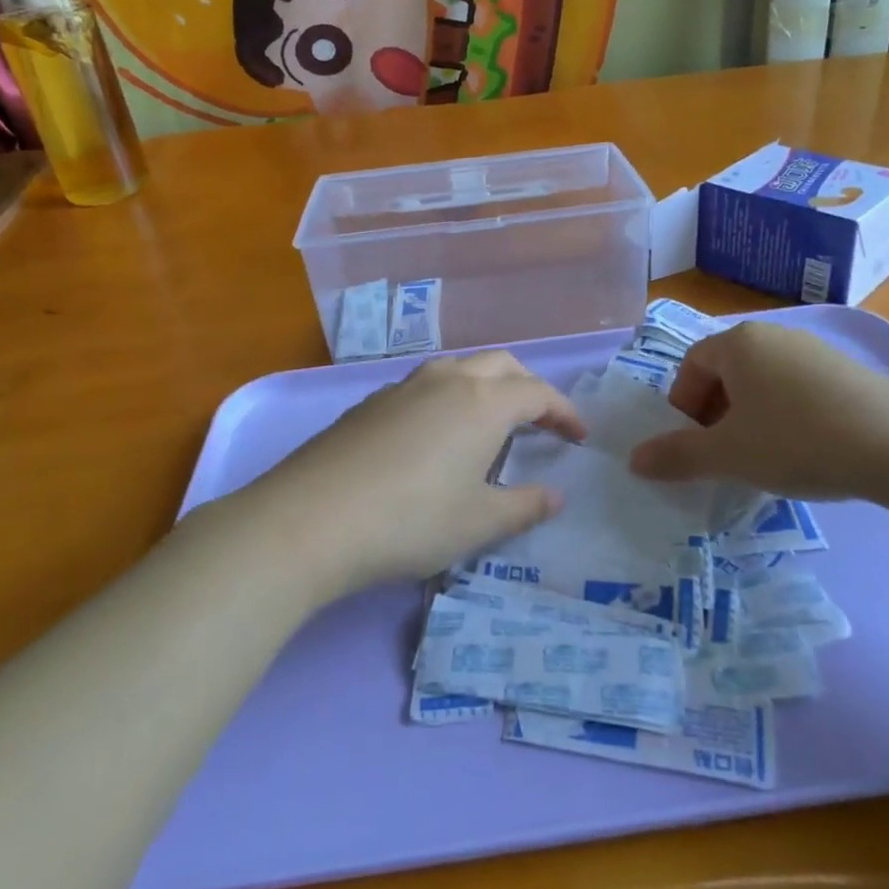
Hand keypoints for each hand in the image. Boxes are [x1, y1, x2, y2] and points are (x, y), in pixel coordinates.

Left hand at [229, 351, 584, 595]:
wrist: (310, 519)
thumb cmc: (410, 520)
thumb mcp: (478, 522)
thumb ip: (524, 506)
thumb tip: (556, 496)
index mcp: (482, 402)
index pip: (537, 392)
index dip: (564, 412)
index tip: (578, 437)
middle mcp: (445, 381)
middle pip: (500, 365)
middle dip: (528, 387)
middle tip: (539, 422)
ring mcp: (402, 388)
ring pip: (458, 370)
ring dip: (485, 388)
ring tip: (489, 426)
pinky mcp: (368, 403)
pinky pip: (424, 388)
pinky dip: (447, 400)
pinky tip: (434, 438)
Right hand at [628, 322, 888, 503]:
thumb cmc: (798, 441)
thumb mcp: (729, 455)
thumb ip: (677, 456)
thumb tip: (633, 460)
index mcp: (738, 343)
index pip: (691, 366)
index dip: (683, 407)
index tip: (694, 444)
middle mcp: (774, 336)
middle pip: (726, 372)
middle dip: (715, 414)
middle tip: (725, 454)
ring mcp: (815, 351)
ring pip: (762, 382)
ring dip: (750, 417)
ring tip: (764, 457)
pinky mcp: (848, 371)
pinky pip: (797, 389)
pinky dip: (786, 417)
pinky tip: (805, 451)